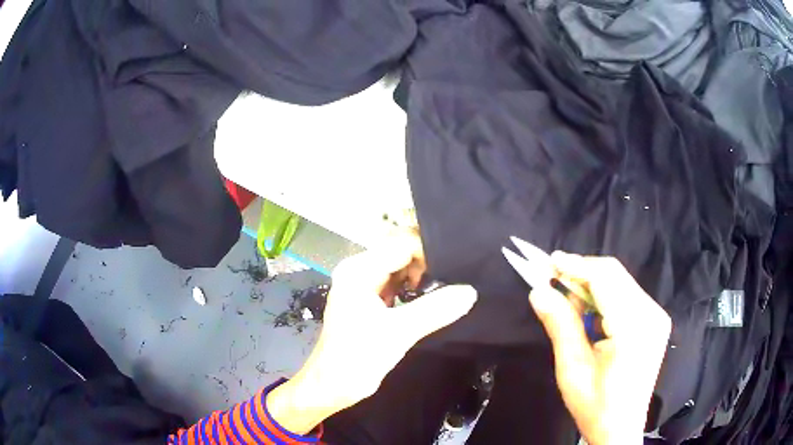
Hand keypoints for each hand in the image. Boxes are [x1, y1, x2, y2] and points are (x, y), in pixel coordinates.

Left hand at [267, 234, 477, 433]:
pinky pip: (397, 286)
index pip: (401, 245)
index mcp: (359, 270)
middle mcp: (359, 270)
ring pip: (401, 270)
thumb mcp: (399, 332)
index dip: (431, 252)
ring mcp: (363, 285)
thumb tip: (470, 292)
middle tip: (459, 277)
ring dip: (423, 278)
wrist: (332, 386)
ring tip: (452, 286)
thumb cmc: (358, 357)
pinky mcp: (368, 301)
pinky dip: (415, 291)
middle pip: (401, 254)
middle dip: (429, 264)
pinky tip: (433, 299)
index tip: (459, 266)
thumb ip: (435, 309)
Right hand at [529, 253, 670, 444]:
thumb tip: (539, 291)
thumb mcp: (572, 370)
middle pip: (615, 275)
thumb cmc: (596, 406)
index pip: (606, 279)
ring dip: (592, 285)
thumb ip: (560, 326)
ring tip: (568, 302)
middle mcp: (651, 314)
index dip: (577, 266)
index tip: (549, 261)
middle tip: (553, 282)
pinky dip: (604, 296)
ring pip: (621, 282)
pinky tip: (589, 314)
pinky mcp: (655, 320)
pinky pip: (627, 295)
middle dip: (582, 273)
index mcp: (634, 328)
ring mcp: (656, 316)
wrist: (621, 429)